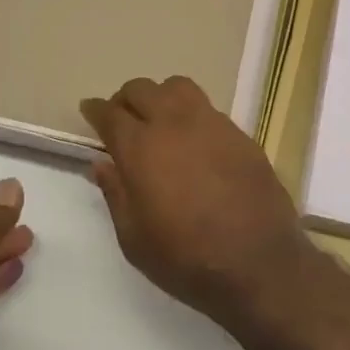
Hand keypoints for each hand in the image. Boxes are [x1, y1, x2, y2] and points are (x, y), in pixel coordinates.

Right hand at [79, 77, 319, 331]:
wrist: (259, 262)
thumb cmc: (186, 258)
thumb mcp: (134, 238)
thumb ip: (115, 194)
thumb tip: (101, 164)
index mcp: (140, 148)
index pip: (110, 113)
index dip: (95, 110)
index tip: (90, 111)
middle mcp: (174, 124)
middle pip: (142, 89)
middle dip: (125, 99)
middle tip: (122, 119)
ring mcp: (212, 124)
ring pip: (178, 87)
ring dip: (161, 96)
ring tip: (160, 120)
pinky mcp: (240, 134)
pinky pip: (208, 108)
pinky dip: (192, 114)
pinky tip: (195, 141)